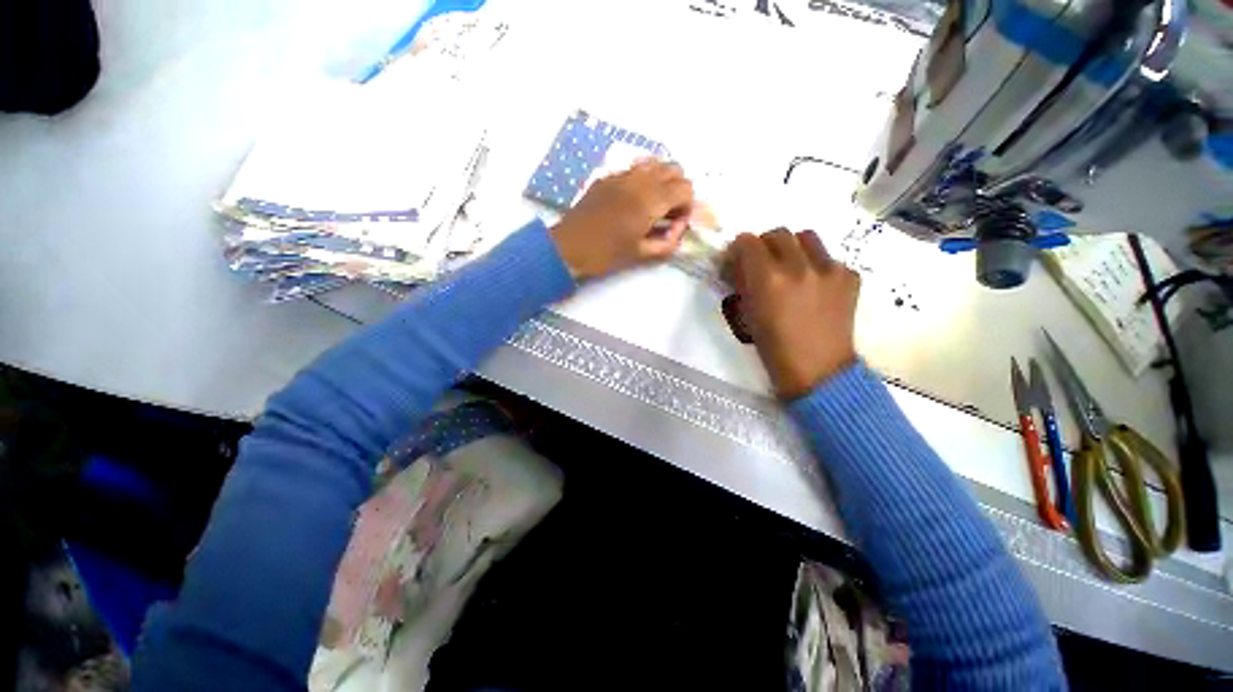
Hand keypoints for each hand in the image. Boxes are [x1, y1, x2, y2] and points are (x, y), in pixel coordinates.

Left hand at [550, 160, 693, 279]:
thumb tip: (678, 230)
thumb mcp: (641, 254)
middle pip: (674, 169)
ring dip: (662, 180)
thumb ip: (667, 243)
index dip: (687, 205)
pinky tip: (633, 199)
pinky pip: (635, 167)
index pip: (685, 188)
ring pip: (655, 163)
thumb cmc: (605, 254)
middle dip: (678, 189)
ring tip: (653, 204)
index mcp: (650, 200)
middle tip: (668, 213)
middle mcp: (640, 180)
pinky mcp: (608, 177)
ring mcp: (622, 175)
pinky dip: (644, 178)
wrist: (568, 247)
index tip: (676, 223)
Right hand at [722, 229, 859, 399]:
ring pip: (807, 237)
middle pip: (778, 233)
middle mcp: (799, 267)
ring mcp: (829, 269)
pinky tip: (815, 288)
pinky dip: (817, 266)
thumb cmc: (773, 348)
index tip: (737, 260)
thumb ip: (742, 284)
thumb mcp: (746, 315)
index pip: (747, 241)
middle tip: (761, 262)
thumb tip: (738, 266)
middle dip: (764, 245)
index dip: (738, 249)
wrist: (817, 370)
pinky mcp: (850, 276)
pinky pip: (829, 258)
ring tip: (791, 267)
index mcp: (768, 279)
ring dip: (792, 248)